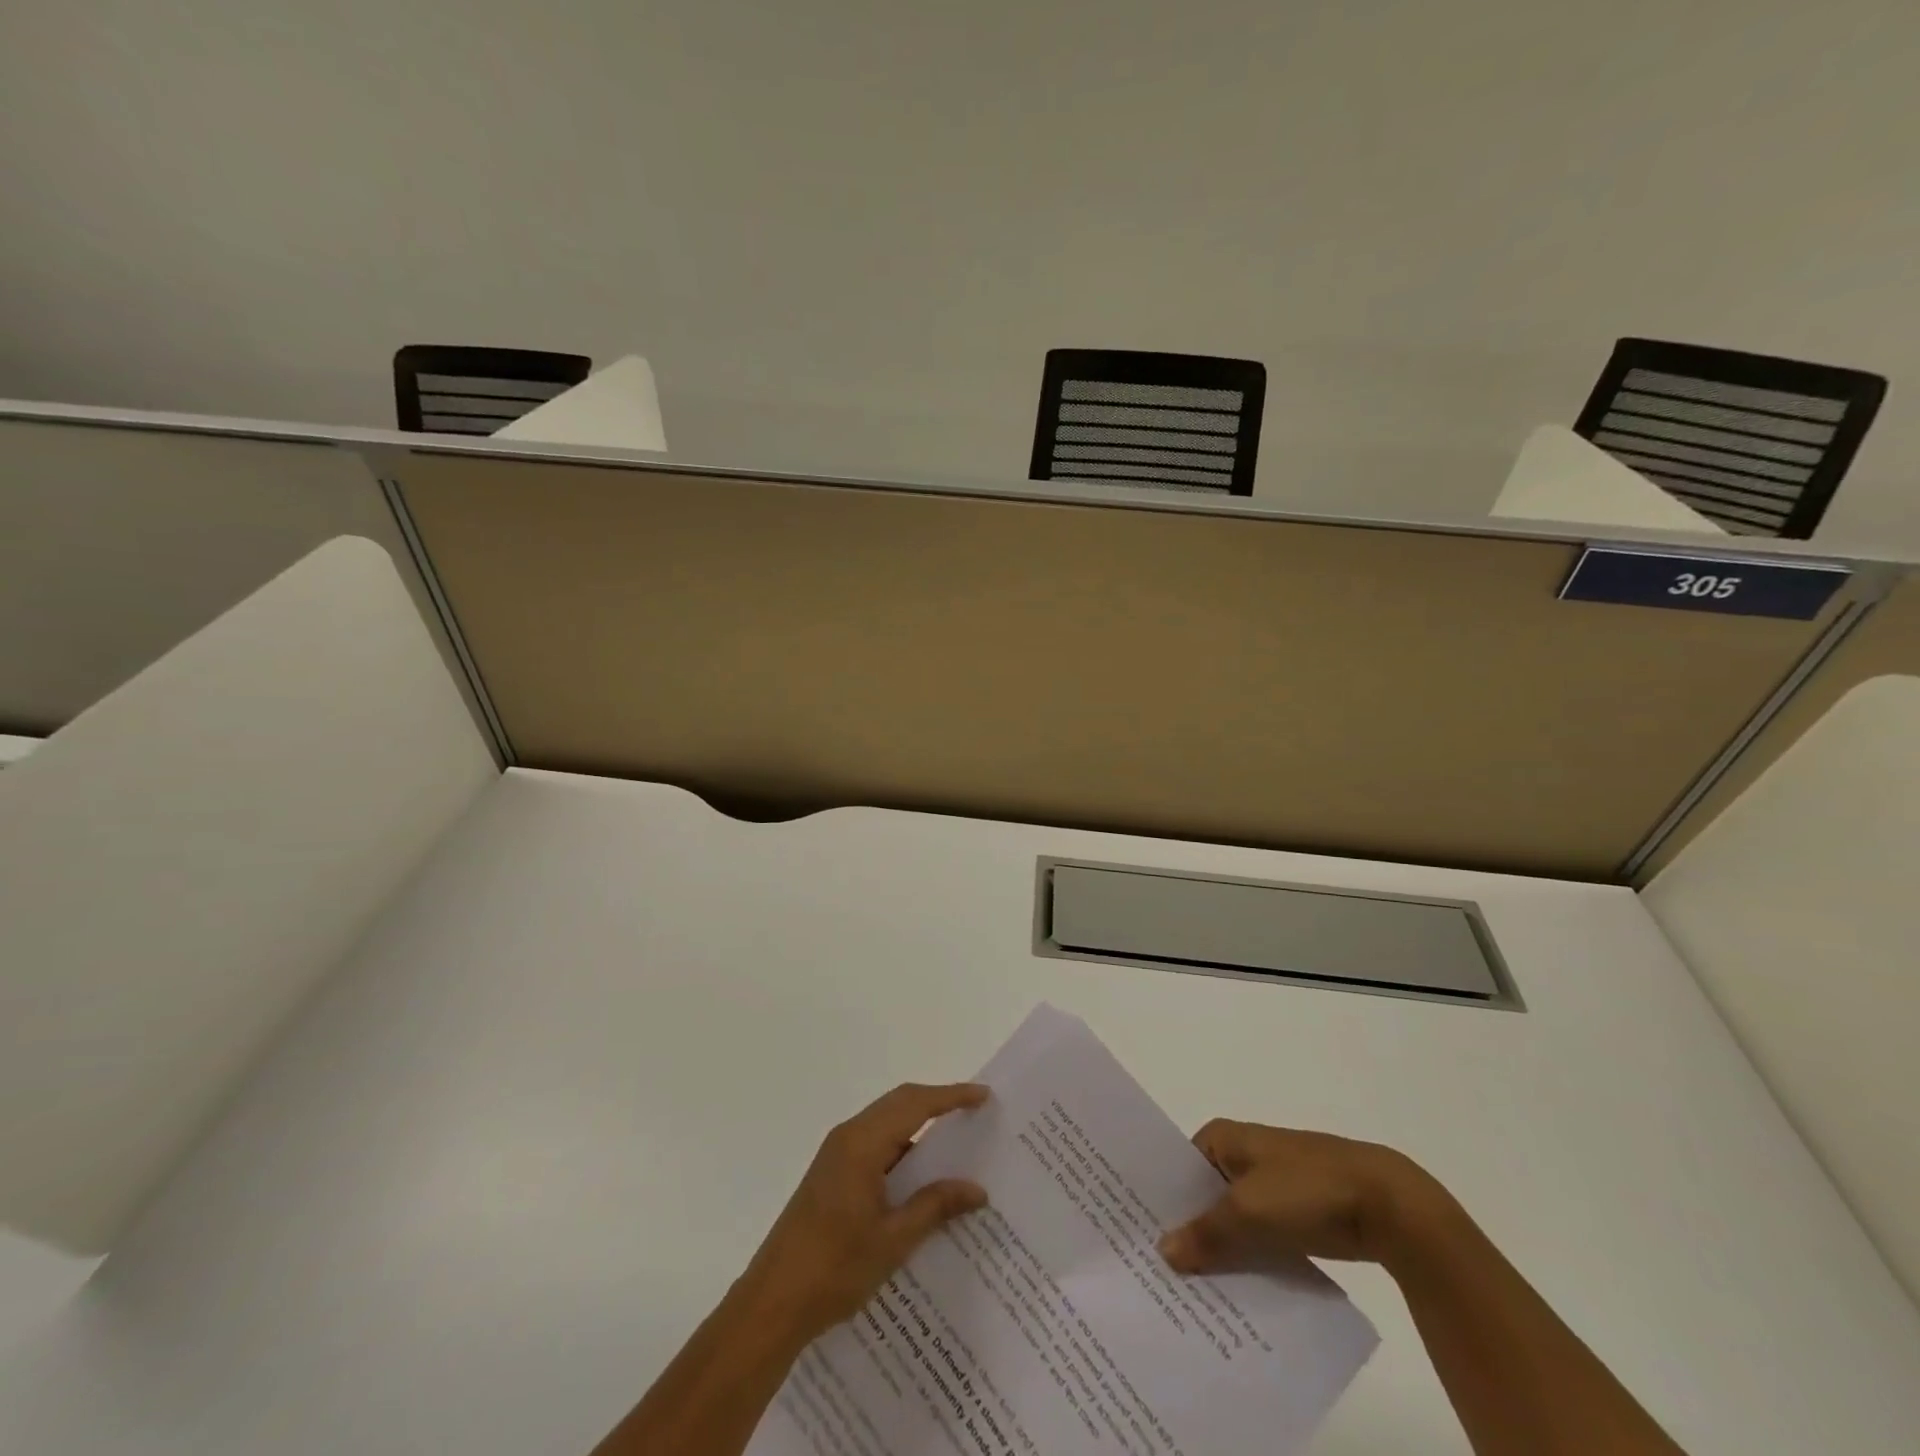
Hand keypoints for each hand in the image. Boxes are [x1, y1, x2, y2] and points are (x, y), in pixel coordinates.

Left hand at [737, 1083, 989, 1341]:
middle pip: (900, 1103)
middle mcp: (848, 1137)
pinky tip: (921, 1180)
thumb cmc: (834, 1269)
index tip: (984, 1095)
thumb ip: (935, 1206)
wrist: (771, 1304)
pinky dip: (902, 1148)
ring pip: (886, 1123)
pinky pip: (875, 1145)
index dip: (951, 1096)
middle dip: (937, 1103)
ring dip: (919, 1126)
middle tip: (975, 1113)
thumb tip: (977, 1189)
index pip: (915, 1104)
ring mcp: (836, 1155)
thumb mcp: (893, 1241)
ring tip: (956, 1146)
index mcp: (862, 1144)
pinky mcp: (831, 1174)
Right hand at [1159, 1120, 1444, 1274]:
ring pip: (1233, 1218)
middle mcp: (1242, 1154)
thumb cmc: (1306, 1190)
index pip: (1178, 1167)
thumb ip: (1205, 1232)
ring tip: (1192, 1290)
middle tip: (1161, 1270)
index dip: (1162, 1200)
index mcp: (1223, 1137)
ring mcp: (1271, 1183)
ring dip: (1220, 1248)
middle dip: (1189, 1228)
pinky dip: (1249, 1257)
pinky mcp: (1297, 1213)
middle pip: (1204, 1194)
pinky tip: (1236, 1291)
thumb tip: (1162, 1250)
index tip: (1141, 1236)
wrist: (1386, 1205)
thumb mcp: (1247, 1212)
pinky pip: (1259, 1235)